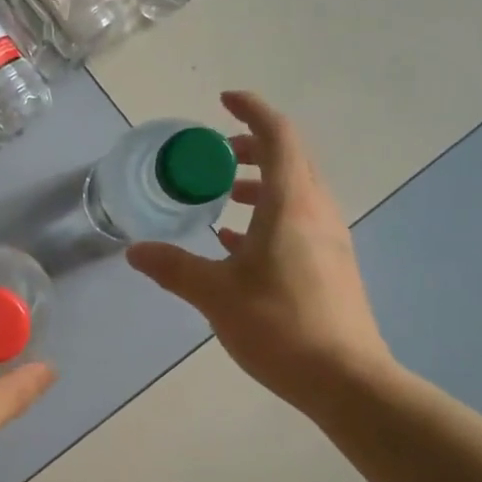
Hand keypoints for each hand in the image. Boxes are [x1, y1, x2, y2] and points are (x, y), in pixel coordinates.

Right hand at [127, 91, 393, 412]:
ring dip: (261, 183)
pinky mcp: (330, 265)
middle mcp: (317, 212)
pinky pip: (298, 221)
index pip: (278, 136)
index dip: (252, 111)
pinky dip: (268, 216)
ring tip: (223, 196)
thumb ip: (174, 267)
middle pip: (290, 159)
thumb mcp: (216, 295)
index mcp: (292, 205)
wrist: (346, 380)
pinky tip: (236, 244)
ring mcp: (328, 240)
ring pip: (295, 191)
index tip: (223, 101)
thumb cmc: (280, 326)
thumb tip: (135, 252)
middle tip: (214, 156)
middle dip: (252, 147)